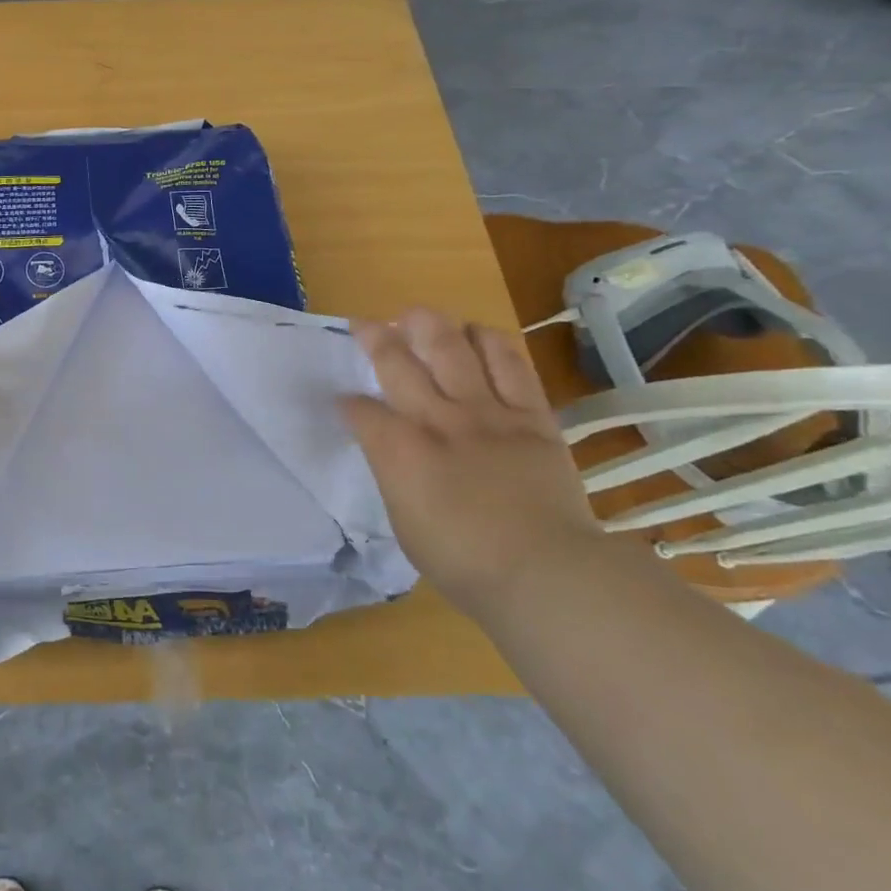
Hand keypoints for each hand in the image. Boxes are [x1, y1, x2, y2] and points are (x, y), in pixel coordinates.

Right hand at [341, 308, 600, 617]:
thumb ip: (392, 474)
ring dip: (432, 326)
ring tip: (419, 317)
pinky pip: (511, 365)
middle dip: (375, 338)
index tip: (344, 403)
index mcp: (399, 450)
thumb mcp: (403, 522)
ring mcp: (487, 413)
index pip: (359, 409)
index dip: (347, 403)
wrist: (547, 573)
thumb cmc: (462, 562)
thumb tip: (387, 449)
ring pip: (454, 349)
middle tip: (365, 324)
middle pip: (398, 362)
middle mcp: (437, 419)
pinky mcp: (532, 417)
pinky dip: (491, 343)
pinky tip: (478, 333)